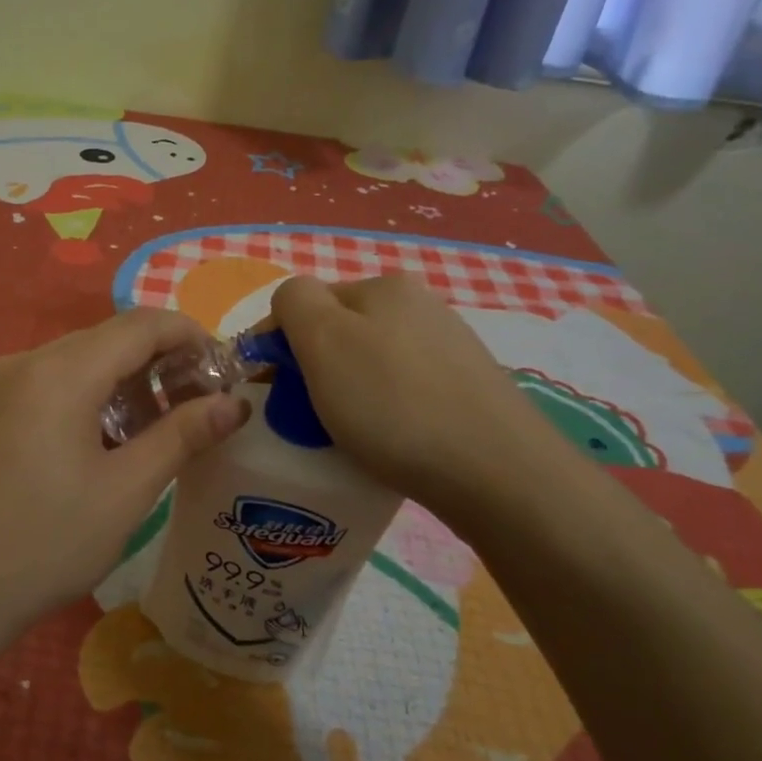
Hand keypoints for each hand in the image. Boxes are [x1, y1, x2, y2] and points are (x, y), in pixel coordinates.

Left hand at [0, 308, 250, 649]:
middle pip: (105, 339)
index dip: (189, 335)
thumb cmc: (44, 546)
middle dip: (158, 360)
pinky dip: (83, 394)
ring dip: (121, 380)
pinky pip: (43, 382)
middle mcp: (21, 362)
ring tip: (155, 426)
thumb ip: (182, 436)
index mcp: (59, 372)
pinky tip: (99, 439)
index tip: (223, 368)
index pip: (140, 325)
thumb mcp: (125, 493)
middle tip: (197, 403)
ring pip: (74, 360)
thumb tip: (234, 404)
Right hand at [270, 275, 568, 519]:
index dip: (276, 342)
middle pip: (339, 331)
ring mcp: (449, 348)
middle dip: (312, 367)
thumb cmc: (394, 404)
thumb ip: (294, 303)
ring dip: (345, 391)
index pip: (304, 301)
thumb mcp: (324, 340)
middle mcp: (420, 306)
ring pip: (370, 362)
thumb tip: (291, 307)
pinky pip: (402, 391)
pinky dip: (382, 411)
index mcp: (383, 286)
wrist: (497, 474)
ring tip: (343, 434)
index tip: (264, 389)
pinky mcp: (468, 390)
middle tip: (302, 415)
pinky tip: (387, 442)